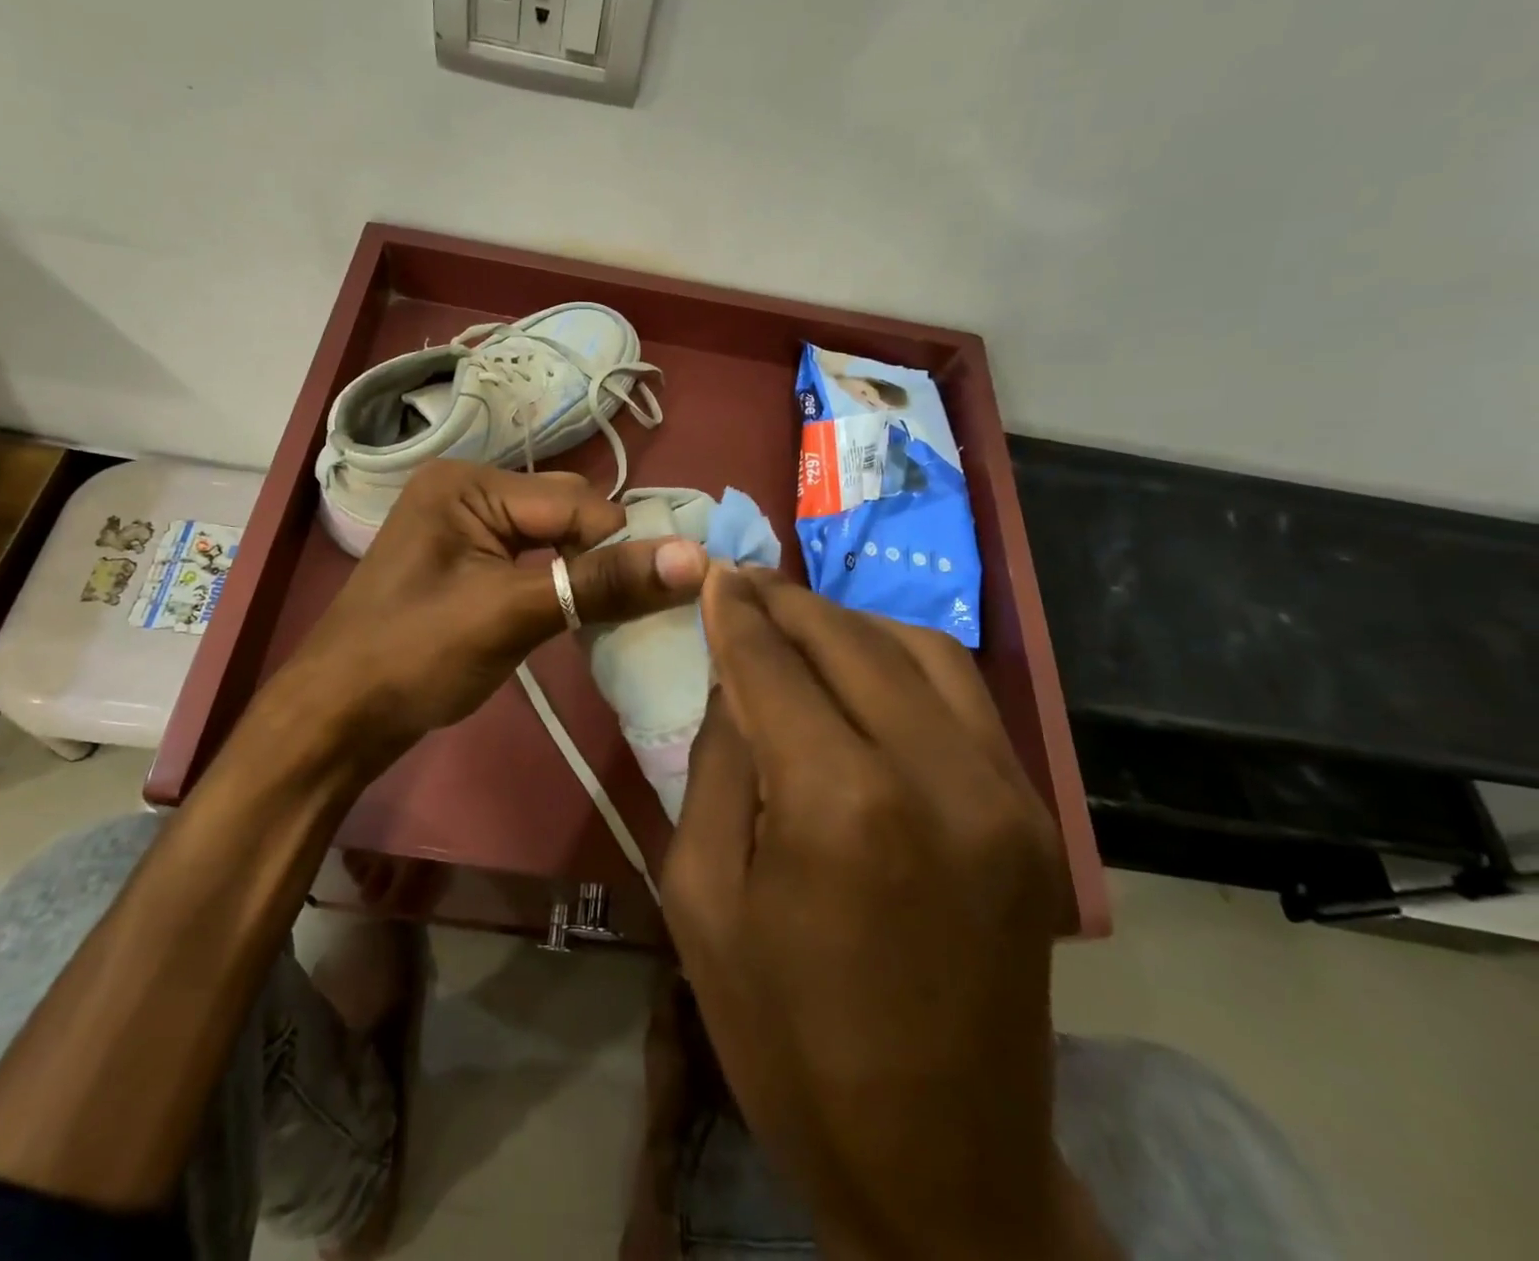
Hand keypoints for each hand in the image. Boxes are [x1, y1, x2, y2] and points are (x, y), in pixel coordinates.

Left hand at [287, 461, 707, 764]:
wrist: (336, 719)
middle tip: (607, 616)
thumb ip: (601, 584)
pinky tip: (565, 616)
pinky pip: (531, 561)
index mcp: (470, 483)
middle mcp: (468, 491)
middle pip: (567, 513)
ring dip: (581, 576)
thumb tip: (696, 558)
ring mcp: (464, 529)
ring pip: (554, 539)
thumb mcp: (510, 615)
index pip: (578, 501)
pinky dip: (556, 586)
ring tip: (592, 620)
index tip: (637, 605)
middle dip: (597, 560)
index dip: (615, 551)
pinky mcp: (466, 564)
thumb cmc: (413, 657)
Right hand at [663, 569, 1110, 1259]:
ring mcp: (1004, 793)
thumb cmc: (786, 1037)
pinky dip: (904, 660)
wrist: (941, 1164)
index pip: (773, 665)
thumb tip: (734, 680)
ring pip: (920, 651)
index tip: (713, 571)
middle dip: (786, 603)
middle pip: (849, 642)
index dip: (736, 612)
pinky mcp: (1035, 816)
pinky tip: (864, 665)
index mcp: (839, 804)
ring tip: (797, 618)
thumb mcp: (701, 896)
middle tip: (743, 583)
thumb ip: (715, 765)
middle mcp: (936, 776)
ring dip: (848, 622)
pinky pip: (964, 697)